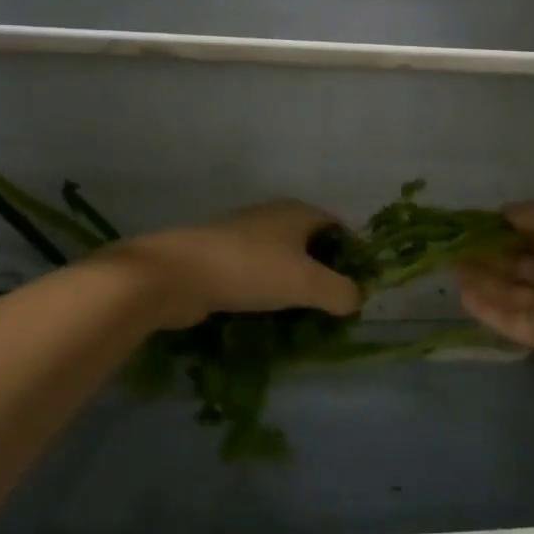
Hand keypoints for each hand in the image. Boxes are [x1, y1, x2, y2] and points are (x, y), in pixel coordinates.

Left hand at [109, 200, 362, 329]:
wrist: (176, 274)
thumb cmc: (249, 269)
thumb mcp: (306, 282)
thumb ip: (341, 291)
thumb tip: (356, 300)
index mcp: (297, 213)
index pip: (338, 228)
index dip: (353, 255)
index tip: (357, 289)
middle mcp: (273, 218)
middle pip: (311, 246)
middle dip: (324, 276)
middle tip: (334, 310)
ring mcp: (244, 238)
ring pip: (282, 264)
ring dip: (294, 289)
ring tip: (305, 321)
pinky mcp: (222, 261)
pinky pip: (257, 278)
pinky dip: (268, 295)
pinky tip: (270, 319)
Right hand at [458, 202, 533, 355]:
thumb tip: (504, 212)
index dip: (506, 230)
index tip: (476, 222)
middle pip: (518, 266)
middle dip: (488, 255)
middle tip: (454, 245)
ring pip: (510, 293)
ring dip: (482, 280)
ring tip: (449, 266)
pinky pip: (510, 319)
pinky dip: (487, 309)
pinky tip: (461, 293)